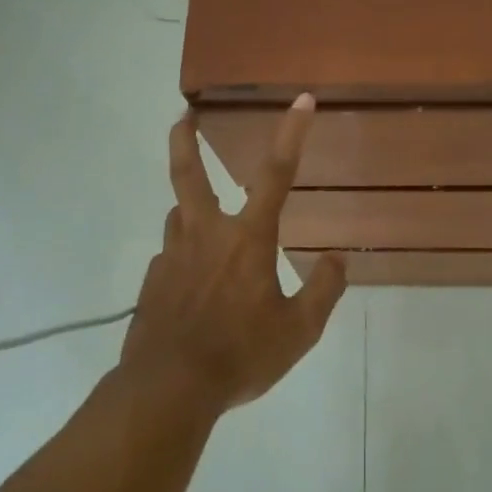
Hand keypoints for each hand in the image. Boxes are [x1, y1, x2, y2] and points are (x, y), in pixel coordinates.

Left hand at [121, 95, 347, 412]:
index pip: (276, 173)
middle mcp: (206, 235)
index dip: (292, 133)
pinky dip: (184, 257)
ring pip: (179, 216)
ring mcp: (172, 256)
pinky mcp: (152, 282)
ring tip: (205, 224)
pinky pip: (171, 256)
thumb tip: (339, 258)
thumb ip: (324, 290)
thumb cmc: (240, 355)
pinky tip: (192, 287)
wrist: (168, 390)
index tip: (302, 100)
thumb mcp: (299, 331)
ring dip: (192, 209)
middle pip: (190, 174)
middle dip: (187, 140)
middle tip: (184, 116)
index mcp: (247, 239)